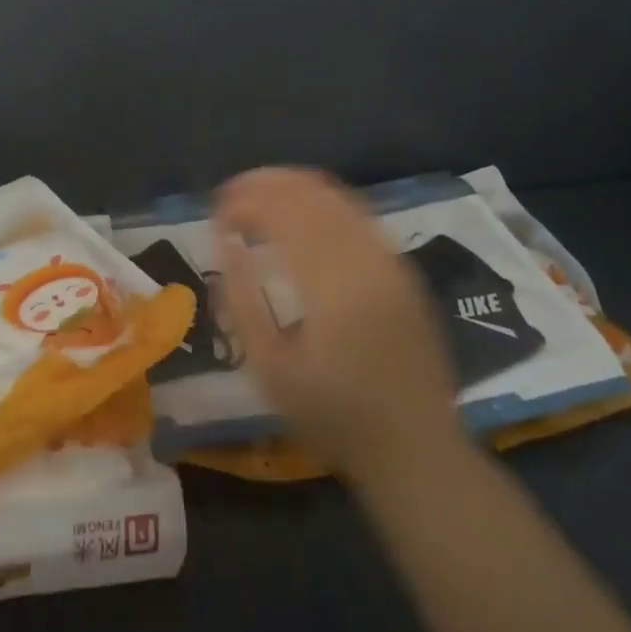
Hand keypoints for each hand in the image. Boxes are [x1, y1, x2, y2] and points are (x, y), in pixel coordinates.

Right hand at [213, 168, 460, 480]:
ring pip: (337, 197)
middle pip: (310, 194)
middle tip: (231, 193)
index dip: (244, 201)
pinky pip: (359, 215)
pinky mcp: (402, 267)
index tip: (216, 210)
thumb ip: (242, 300)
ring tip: (260, 192)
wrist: (414, 448)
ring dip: (294, 186)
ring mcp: (389, 260)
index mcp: (330, 285)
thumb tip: (222, 243)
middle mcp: (364, 259)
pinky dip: (324, 201)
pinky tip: (303, 211)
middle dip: (265, 183)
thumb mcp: (271, 369)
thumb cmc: (333, 415)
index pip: (281, 215)